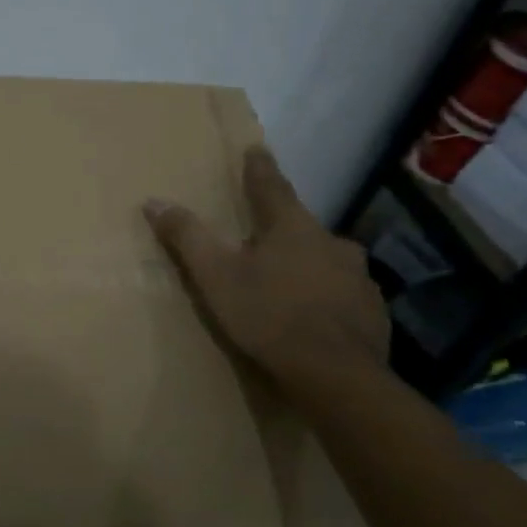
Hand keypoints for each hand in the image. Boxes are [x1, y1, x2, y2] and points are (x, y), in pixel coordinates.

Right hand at [144, 146, 388, 388]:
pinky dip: (325, 296)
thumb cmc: (268, 317)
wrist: (336, 377)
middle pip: (300, 226)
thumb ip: (187, 237)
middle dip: (281, 229)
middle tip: (262, 237)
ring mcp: (359, 278)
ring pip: (326, 260)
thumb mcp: (215, 276)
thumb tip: (154, 200)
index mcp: (292, 228)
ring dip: (306, 263)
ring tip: (287, 281)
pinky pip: (343, 293)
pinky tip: (313, 315)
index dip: (259, 168)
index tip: (256, 149)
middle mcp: (332, 243)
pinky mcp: (373, 311)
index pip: (272, 186)